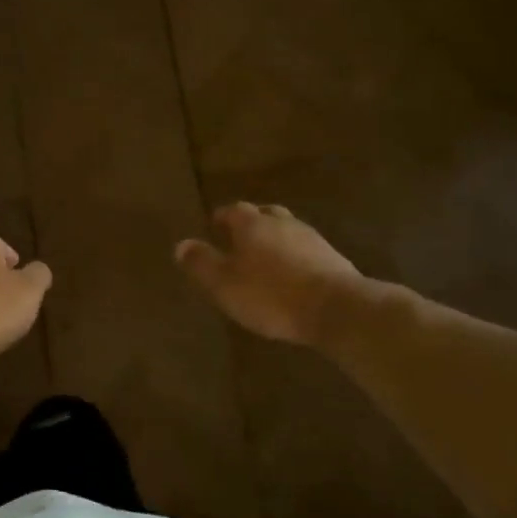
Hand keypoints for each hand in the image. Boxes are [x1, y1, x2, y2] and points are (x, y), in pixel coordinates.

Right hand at [175, 203, 363, 345]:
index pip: (232, 210)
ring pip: (286, 230)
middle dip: (250, 224)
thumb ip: (201, 263)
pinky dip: (293, 256)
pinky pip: (304, 250)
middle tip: (238, 239)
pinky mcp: (332, 258)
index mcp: (252, 223)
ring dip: (273, 239)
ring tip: (264, 258)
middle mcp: (282, 222)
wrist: (335, 308)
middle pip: (263, 214)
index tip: (213, 226)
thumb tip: (181, 245)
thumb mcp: (224, 284)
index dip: (221, 218)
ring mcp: (311, 238)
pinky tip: (291, 274)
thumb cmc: (270, 295)